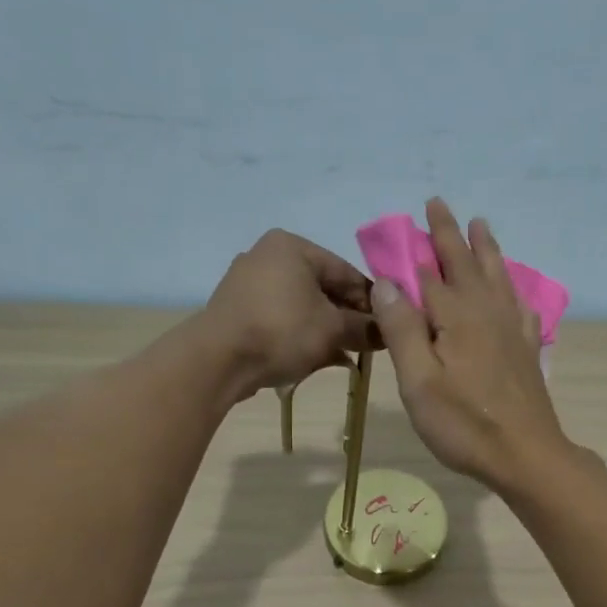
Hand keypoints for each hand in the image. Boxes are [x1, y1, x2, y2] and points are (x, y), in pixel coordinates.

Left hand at [203, 229, 375, 400]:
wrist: (218, 360)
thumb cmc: (281, 332)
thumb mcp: (332, 330)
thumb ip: (364, 328)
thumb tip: (388, 332)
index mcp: (292, 246)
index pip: (346, 271)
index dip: (371, 302)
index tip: (387, 327)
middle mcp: (267, 255)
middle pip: (323, 288)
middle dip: (347, 318)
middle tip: (367, 344)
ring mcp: (248, 283)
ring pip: (302, 306)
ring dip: (326, 330)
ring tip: (346, 355)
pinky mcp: (237, 310)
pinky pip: (280, 318)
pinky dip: (300, 335)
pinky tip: (316, 358)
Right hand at [371, 197, 572, 491]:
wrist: (525, 455)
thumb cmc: (464, 425)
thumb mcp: (419, 382)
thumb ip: (402, 329)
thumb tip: (387, 281)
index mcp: (456, 317)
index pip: (428, 273)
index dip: (413, 248)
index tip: (403, 221)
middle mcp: (486, 312)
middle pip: (465, 264)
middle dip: (449, 234)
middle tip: (438, 204)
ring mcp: (511, 330)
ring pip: (497, 276)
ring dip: (485, 249)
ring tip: (481, 225)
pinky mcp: (525, 349)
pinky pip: (520, 304)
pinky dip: (513, 288)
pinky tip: (514, 288)